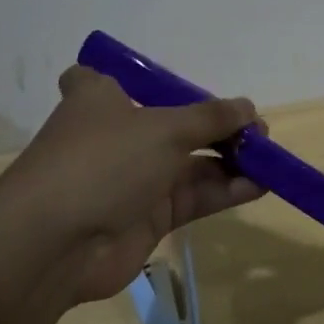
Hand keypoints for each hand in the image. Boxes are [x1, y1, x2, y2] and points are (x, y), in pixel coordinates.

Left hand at [0, 66, 264, 302]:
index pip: (111, 78)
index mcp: (102, 97)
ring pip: (188, 163)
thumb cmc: (103, 161)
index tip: (175, 87)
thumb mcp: (164, 128)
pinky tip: (260, 184)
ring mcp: (131, 178)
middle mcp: (116, 134)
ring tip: (269, 157)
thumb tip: (248, 107)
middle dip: (216, 126)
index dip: (142, 81)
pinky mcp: (146, 217)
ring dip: (228, 159)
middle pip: (173, 123)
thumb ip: (211, 118)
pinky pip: (193, 196)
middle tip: (256, 132)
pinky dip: (224, 189)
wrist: (54, 245)